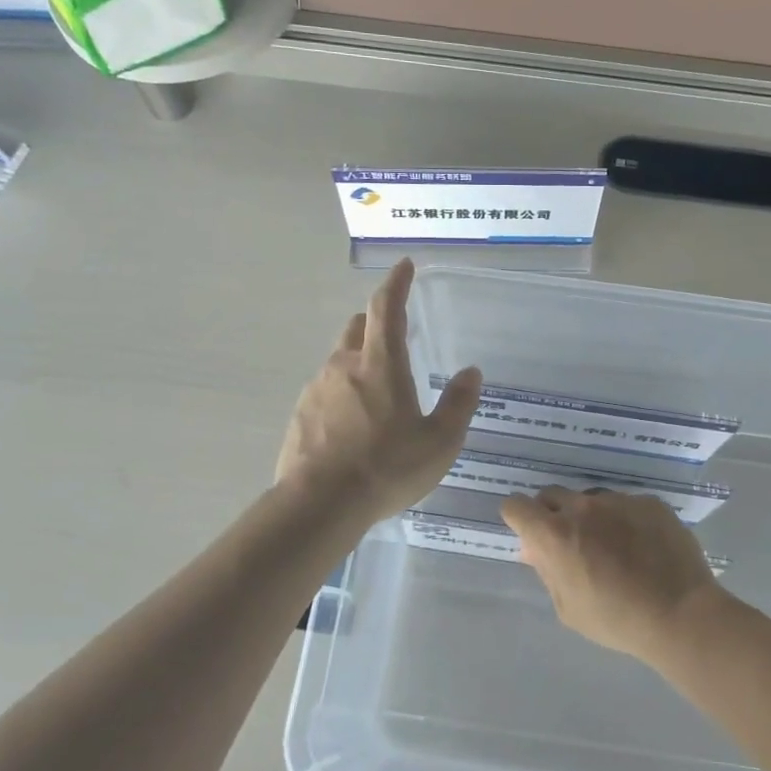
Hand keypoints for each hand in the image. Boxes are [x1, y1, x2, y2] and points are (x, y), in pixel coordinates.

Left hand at [275, 260, 481, 523]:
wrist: (320, 504)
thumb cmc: (388, 468)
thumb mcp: (439, 441)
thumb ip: (458, 404)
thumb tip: (471, 373)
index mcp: (380, 364)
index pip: (387, 308)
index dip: (396, 283)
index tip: (404, 266)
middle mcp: (344, 366)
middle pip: (358, 329)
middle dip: (375, 323)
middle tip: (393, 337)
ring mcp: (316, 389)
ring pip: (339, 361)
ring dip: (358, 365)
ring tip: (377, 398)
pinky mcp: (300, 415)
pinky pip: (324, 392)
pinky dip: (341, 396)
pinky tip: (352, 427)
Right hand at [501, 487, 724, 661]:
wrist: (681, 614)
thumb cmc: (616, 619)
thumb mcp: (568, 607)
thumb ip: (547, 571)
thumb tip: (533, 549)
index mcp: (554, 534)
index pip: (516, 505)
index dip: (519, 519)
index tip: (530, 535)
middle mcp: (582, 507)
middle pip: (552, 496)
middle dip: (552, 515)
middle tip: (570, 544)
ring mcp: (618, 500)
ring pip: (591, 499)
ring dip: (591, 517)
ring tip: (614, 547)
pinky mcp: (649, 502)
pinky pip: (626, 504)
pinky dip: (625, 520)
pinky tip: (642, 546)